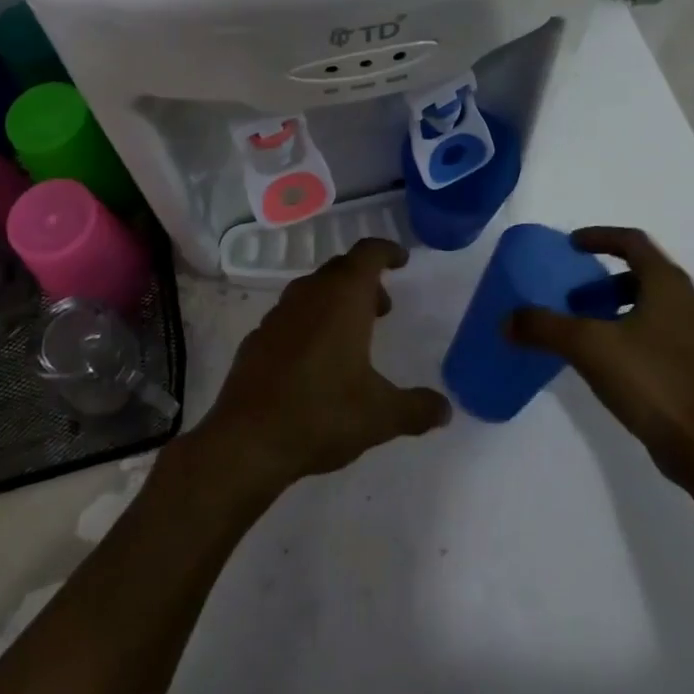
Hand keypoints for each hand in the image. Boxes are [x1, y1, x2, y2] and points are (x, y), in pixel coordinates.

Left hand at [190, 238, 450, 498]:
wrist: (247, 441)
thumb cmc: (322, 414)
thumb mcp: (380, 415)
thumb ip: (416, 408)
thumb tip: (445, 409)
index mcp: (343, 298)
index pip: (368, 254)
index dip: (387, 251)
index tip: (401, 260)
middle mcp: (309, 295)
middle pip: (340, 269)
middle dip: (364, 281)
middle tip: (383, 308)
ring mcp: (278, 315)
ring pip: (313, 291)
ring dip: (336, 301)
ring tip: (352, 335)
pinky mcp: (256, 339)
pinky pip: (291, 317)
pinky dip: (309, 323)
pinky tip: (315, 360)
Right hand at [509, 227, 693, 484]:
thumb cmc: (649, 379)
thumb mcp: (587, 346)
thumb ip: (544, 327)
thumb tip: (507, 320)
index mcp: (666, 284)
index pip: (632, 241)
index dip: (599, 237)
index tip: (571, 245)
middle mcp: (685, 301)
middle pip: (640, 273)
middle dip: (602, 279)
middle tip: (572, 294)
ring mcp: (692, 336)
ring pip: (648, 304)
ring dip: (613, 306)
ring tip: (583, 327)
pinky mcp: (692, 366)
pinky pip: (653, 332)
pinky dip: (626, 331)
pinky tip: (604, 359)